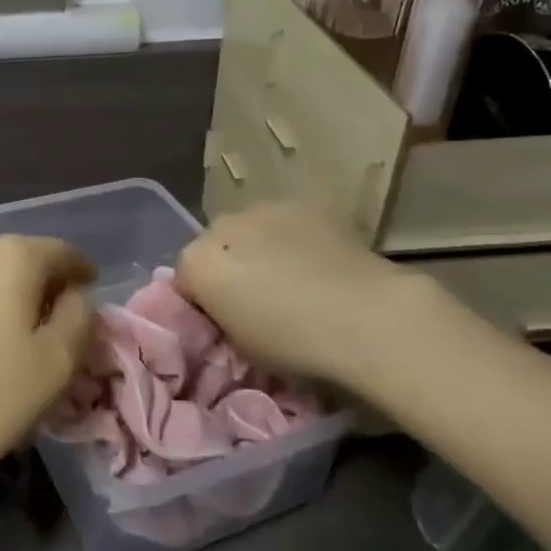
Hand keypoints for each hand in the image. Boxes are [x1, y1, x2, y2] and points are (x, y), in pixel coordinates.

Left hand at [0, 235, 95, 497]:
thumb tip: (75, 297)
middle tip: (53, 320)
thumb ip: (79, 321)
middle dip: (42, 282)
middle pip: (22, 255)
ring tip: (5, 321)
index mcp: (16, 256)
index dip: (82, 272)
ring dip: (1, 285)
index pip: (62, 252)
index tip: (91, 293)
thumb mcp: (55, 366)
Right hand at [175, 202, 432, 384]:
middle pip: (215, 247)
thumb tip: (231, 309)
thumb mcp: (241, 346)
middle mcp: (221, 225)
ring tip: (294, 278)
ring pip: (251, 230)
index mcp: (197, 263)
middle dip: (230, 268)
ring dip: (260, 248)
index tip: (226, 323)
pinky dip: (296, 238)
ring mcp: (264, 208)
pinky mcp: (305, 203)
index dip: (203, 303)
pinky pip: (289, 223)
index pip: (184, 281)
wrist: (366, 317)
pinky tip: (321, 262)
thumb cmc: (295, 345)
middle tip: (259, 300)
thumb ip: (224, 318)